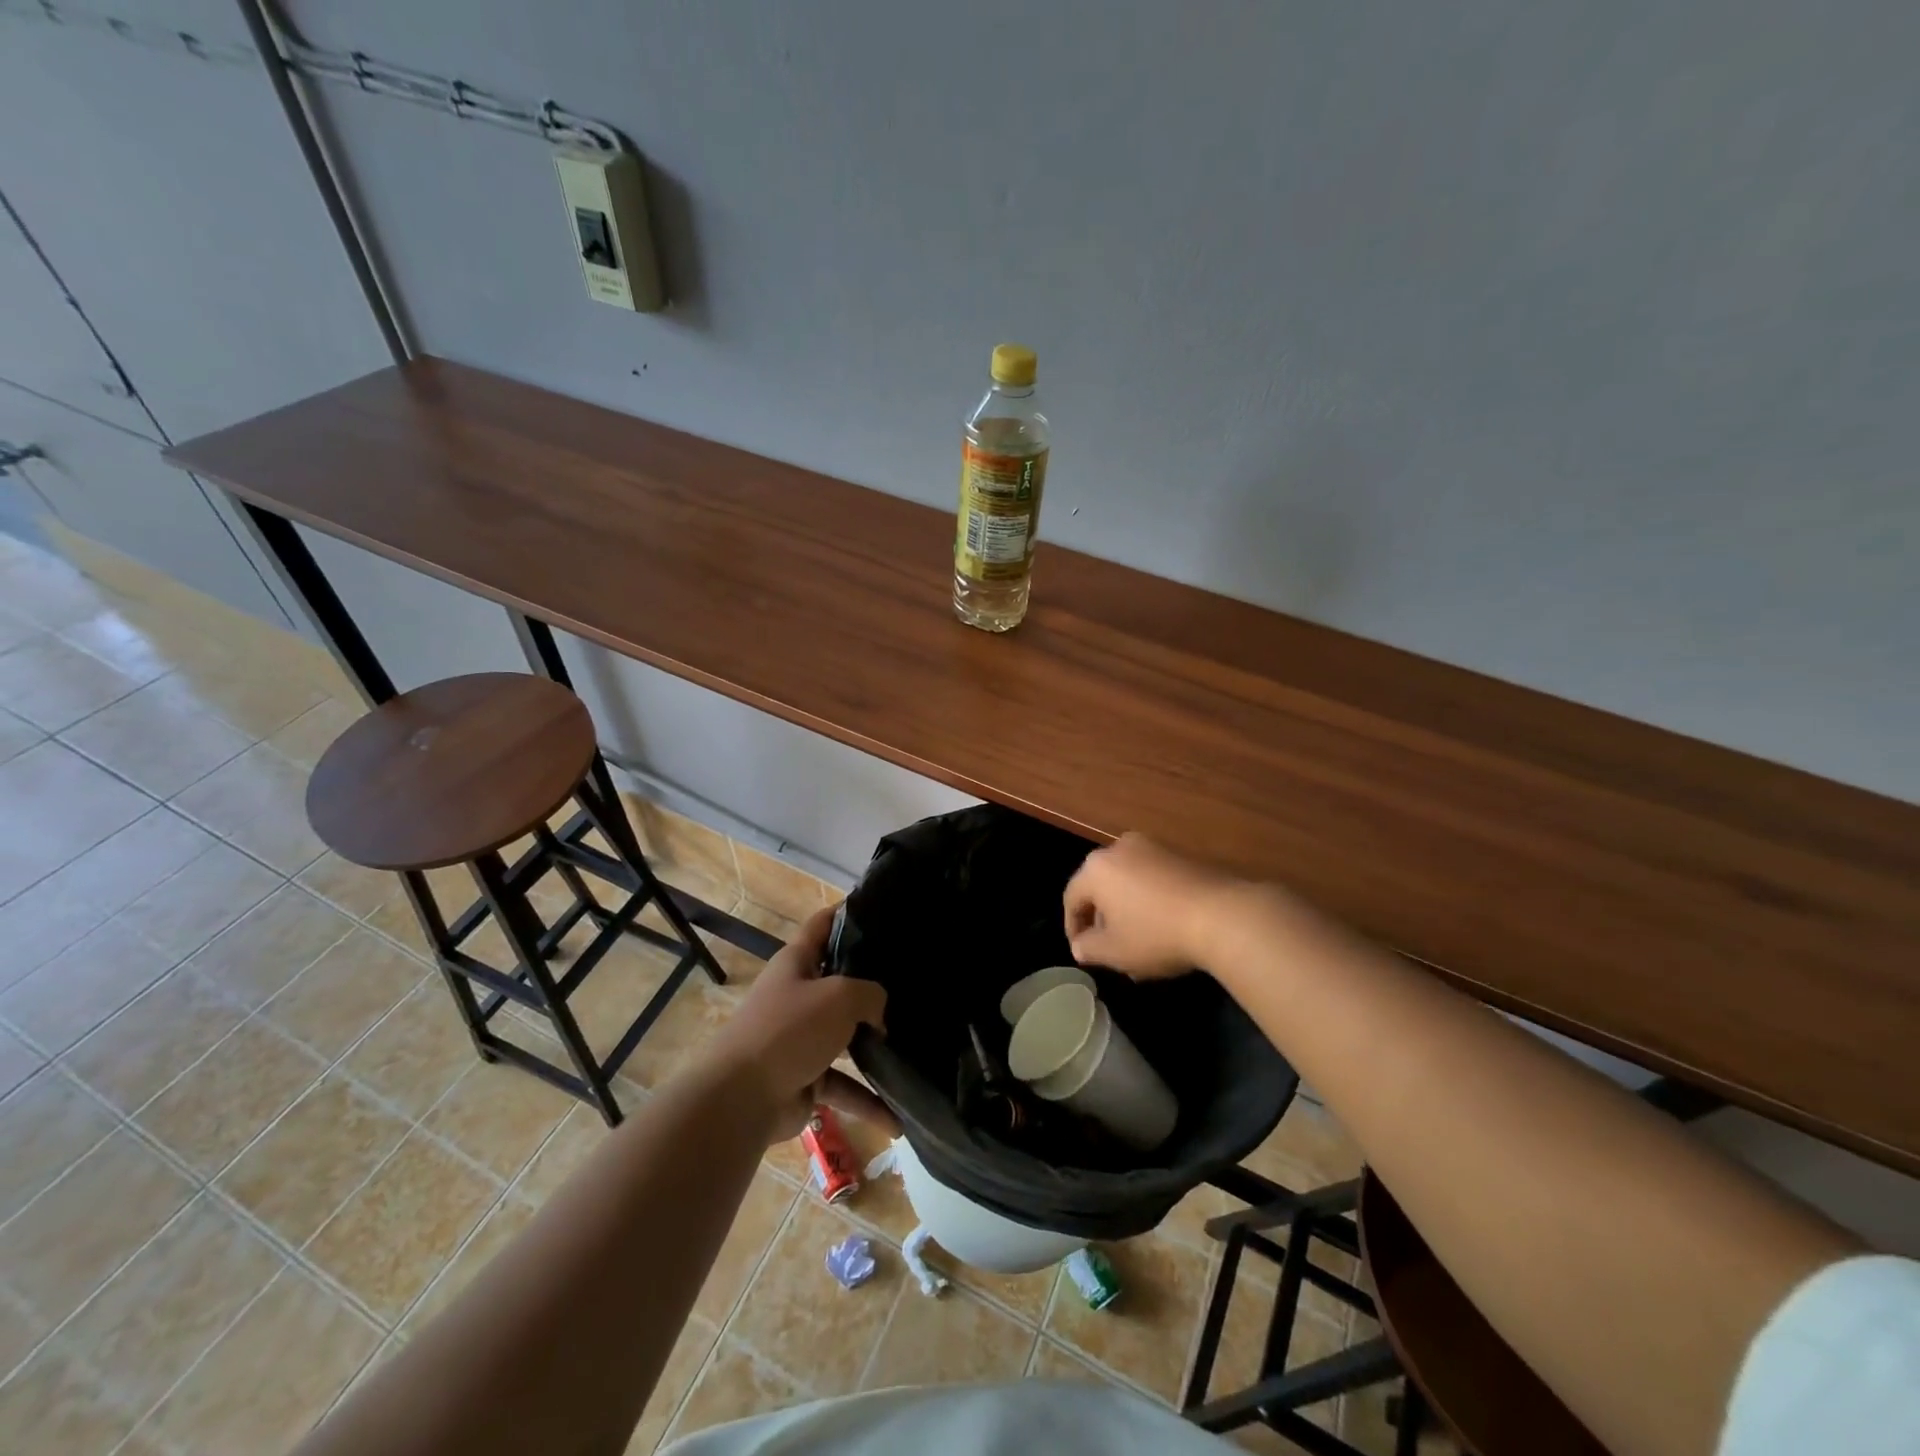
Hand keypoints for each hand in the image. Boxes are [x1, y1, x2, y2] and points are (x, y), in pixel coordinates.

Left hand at [708, 905, 896, 1142]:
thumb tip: (880, 1014)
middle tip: (912, 982)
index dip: (847, 912)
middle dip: (872, 984)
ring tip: (913, 1046)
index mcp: (797, 962)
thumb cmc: (790, 1029)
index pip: (823, 925)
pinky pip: (843, 1086)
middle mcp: (798, 995)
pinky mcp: (805, 1078)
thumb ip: (871, 994)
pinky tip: (897, 1119)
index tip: (881, 908)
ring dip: (874, 1046)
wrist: (741, 1098)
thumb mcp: (839, 996)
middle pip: (839, 981)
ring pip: (845, 1037)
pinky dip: (867, 1101)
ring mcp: (801, 1039)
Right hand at [1063, 833, 1245, 978]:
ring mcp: (1152, 848)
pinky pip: (1153, 878)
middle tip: (1109, 947)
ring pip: (1127, 882)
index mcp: (1095, 868)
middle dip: (1102, 918)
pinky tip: (1164, 926)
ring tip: (1138, 941)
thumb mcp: (1114, 952)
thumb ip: (1089, 948)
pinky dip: (1150, 900)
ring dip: (1127, 909)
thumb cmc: (1156, 933)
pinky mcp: (1180, 855)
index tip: (1082, 951)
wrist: (1222, 914)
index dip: (1073, 928)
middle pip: (1100, 886)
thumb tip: (1081, 946)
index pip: (1071, 898)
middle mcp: (1119, 848)